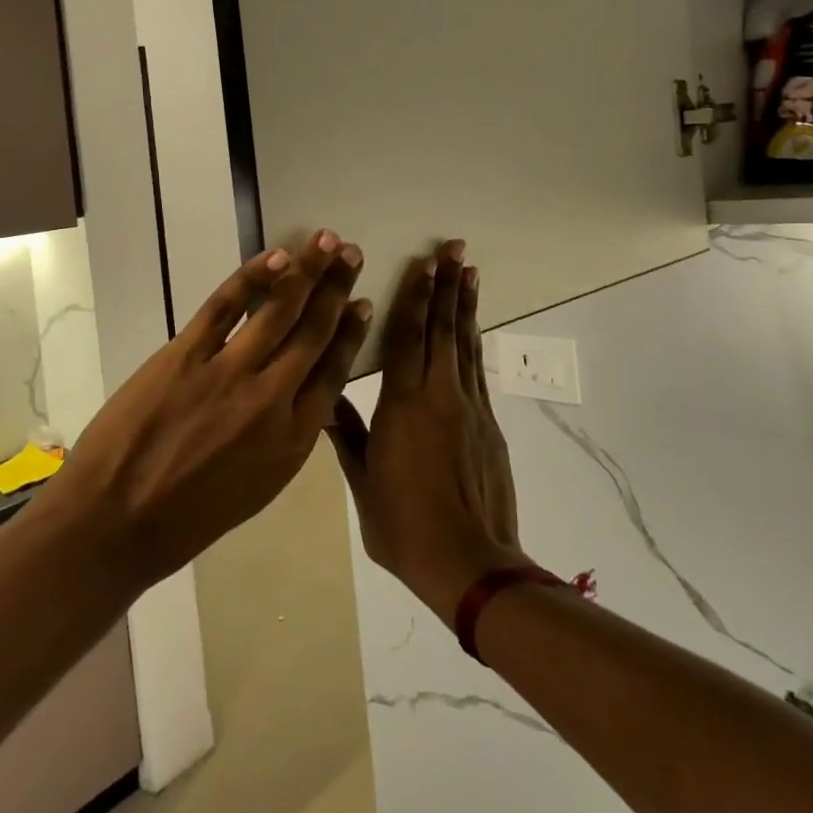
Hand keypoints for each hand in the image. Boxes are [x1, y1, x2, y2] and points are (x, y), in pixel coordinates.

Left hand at [53, 230, 371, 590]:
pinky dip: (252, 278)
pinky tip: (274, 257)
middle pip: (313, 332)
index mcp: (293, 439)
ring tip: (326, 243)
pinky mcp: (185, 355)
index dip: (350, 332)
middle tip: (352, 254)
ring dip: (306, 271)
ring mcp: (228, 373)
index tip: (364, 304)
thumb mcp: (257, 487)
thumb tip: (305, 394)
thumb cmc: (187, 519)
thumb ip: (286, 437)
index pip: (334, 372)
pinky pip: (225, 306)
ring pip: (278, 311)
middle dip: (337, 289)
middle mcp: (271, 399)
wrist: (115, 524)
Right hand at [330, 240, 525, 625]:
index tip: (422, 263)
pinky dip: (475, 342)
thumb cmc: (405, 526)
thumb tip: (324, 400)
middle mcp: (439, 394)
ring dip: (465, 305)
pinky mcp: (488, 424)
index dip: (414, 296)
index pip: (406, 336)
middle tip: (454, 248)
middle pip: (442, 328)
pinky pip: (478, 370)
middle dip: (446, 285)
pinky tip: (473, 328)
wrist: (470, 564)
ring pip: (466, 344)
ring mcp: (469, 407)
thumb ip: (348, 435)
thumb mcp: (363, 483)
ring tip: (469, 271)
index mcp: (403, 404)